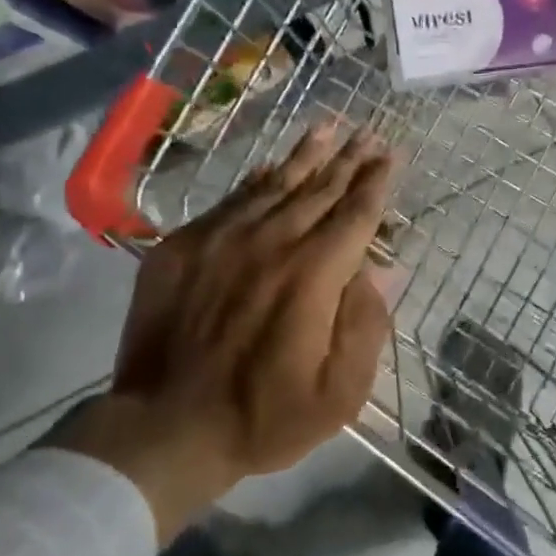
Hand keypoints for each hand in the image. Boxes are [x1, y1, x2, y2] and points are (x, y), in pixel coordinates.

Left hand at [50, 121, 395, 540]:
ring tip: (328, 127)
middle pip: (319, 190)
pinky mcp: (184, 246)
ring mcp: (222, 239)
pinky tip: (270, 166)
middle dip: (349, 160)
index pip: (355, 214)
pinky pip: (231, 200)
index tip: (390, 154)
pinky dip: (258, 180)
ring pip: (275, 184)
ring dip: (306, 155)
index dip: (376, 182)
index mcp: (313, 275)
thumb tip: (379, 270)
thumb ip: (365, 324)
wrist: (164, 428)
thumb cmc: (264, 417)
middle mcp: (271, 242)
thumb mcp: (340, 392)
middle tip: (368, 134)